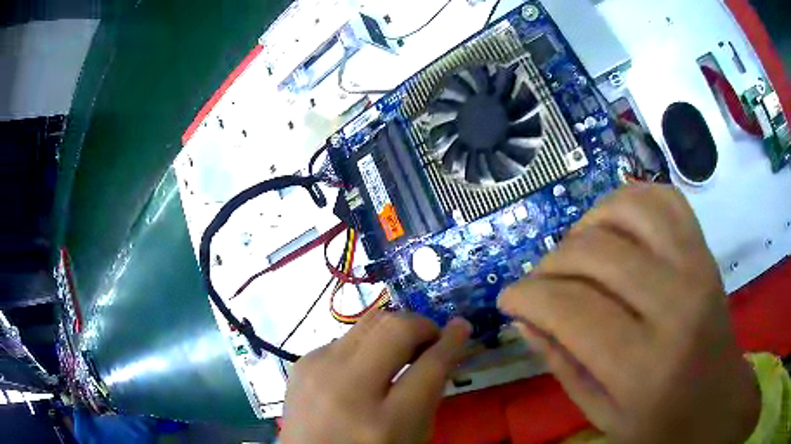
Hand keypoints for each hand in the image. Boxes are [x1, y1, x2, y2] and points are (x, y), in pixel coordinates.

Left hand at [281, 312, 471, 443]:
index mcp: (386, 422)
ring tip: (401, 350)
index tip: (461, 326)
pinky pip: (346, 337)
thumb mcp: (414, 436)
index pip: (430, 366)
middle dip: (421, 325)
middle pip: (395, 329)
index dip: (452, 341)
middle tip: (430, 340)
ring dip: (394, 331)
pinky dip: (366, 345)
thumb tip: (443, 347)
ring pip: (369, 322)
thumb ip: (431, 393)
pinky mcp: (302, 362)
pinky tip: (366, 367)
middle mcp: (348, 389)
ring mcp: (318, 371)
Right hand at [499, 184, 759, 442]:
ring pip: (628, 209)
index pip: (570, 307)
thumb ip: (562, 364)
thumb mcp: (601, 414)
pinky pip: (663, 198)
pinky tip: (616, 226)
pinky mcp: (704, 249)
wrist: (717, 402)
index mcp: (643, 365)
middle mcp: (674, 305)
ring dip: (588, 224)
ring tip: (577, 251)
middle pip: (595, 252)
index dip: (526, 295)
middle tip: (539, 283)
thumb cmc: (660, 422)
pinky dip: (630, 200)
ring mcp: (695, 266)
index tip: (508, 298)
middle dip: (549, 263)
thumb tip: (525, 317)